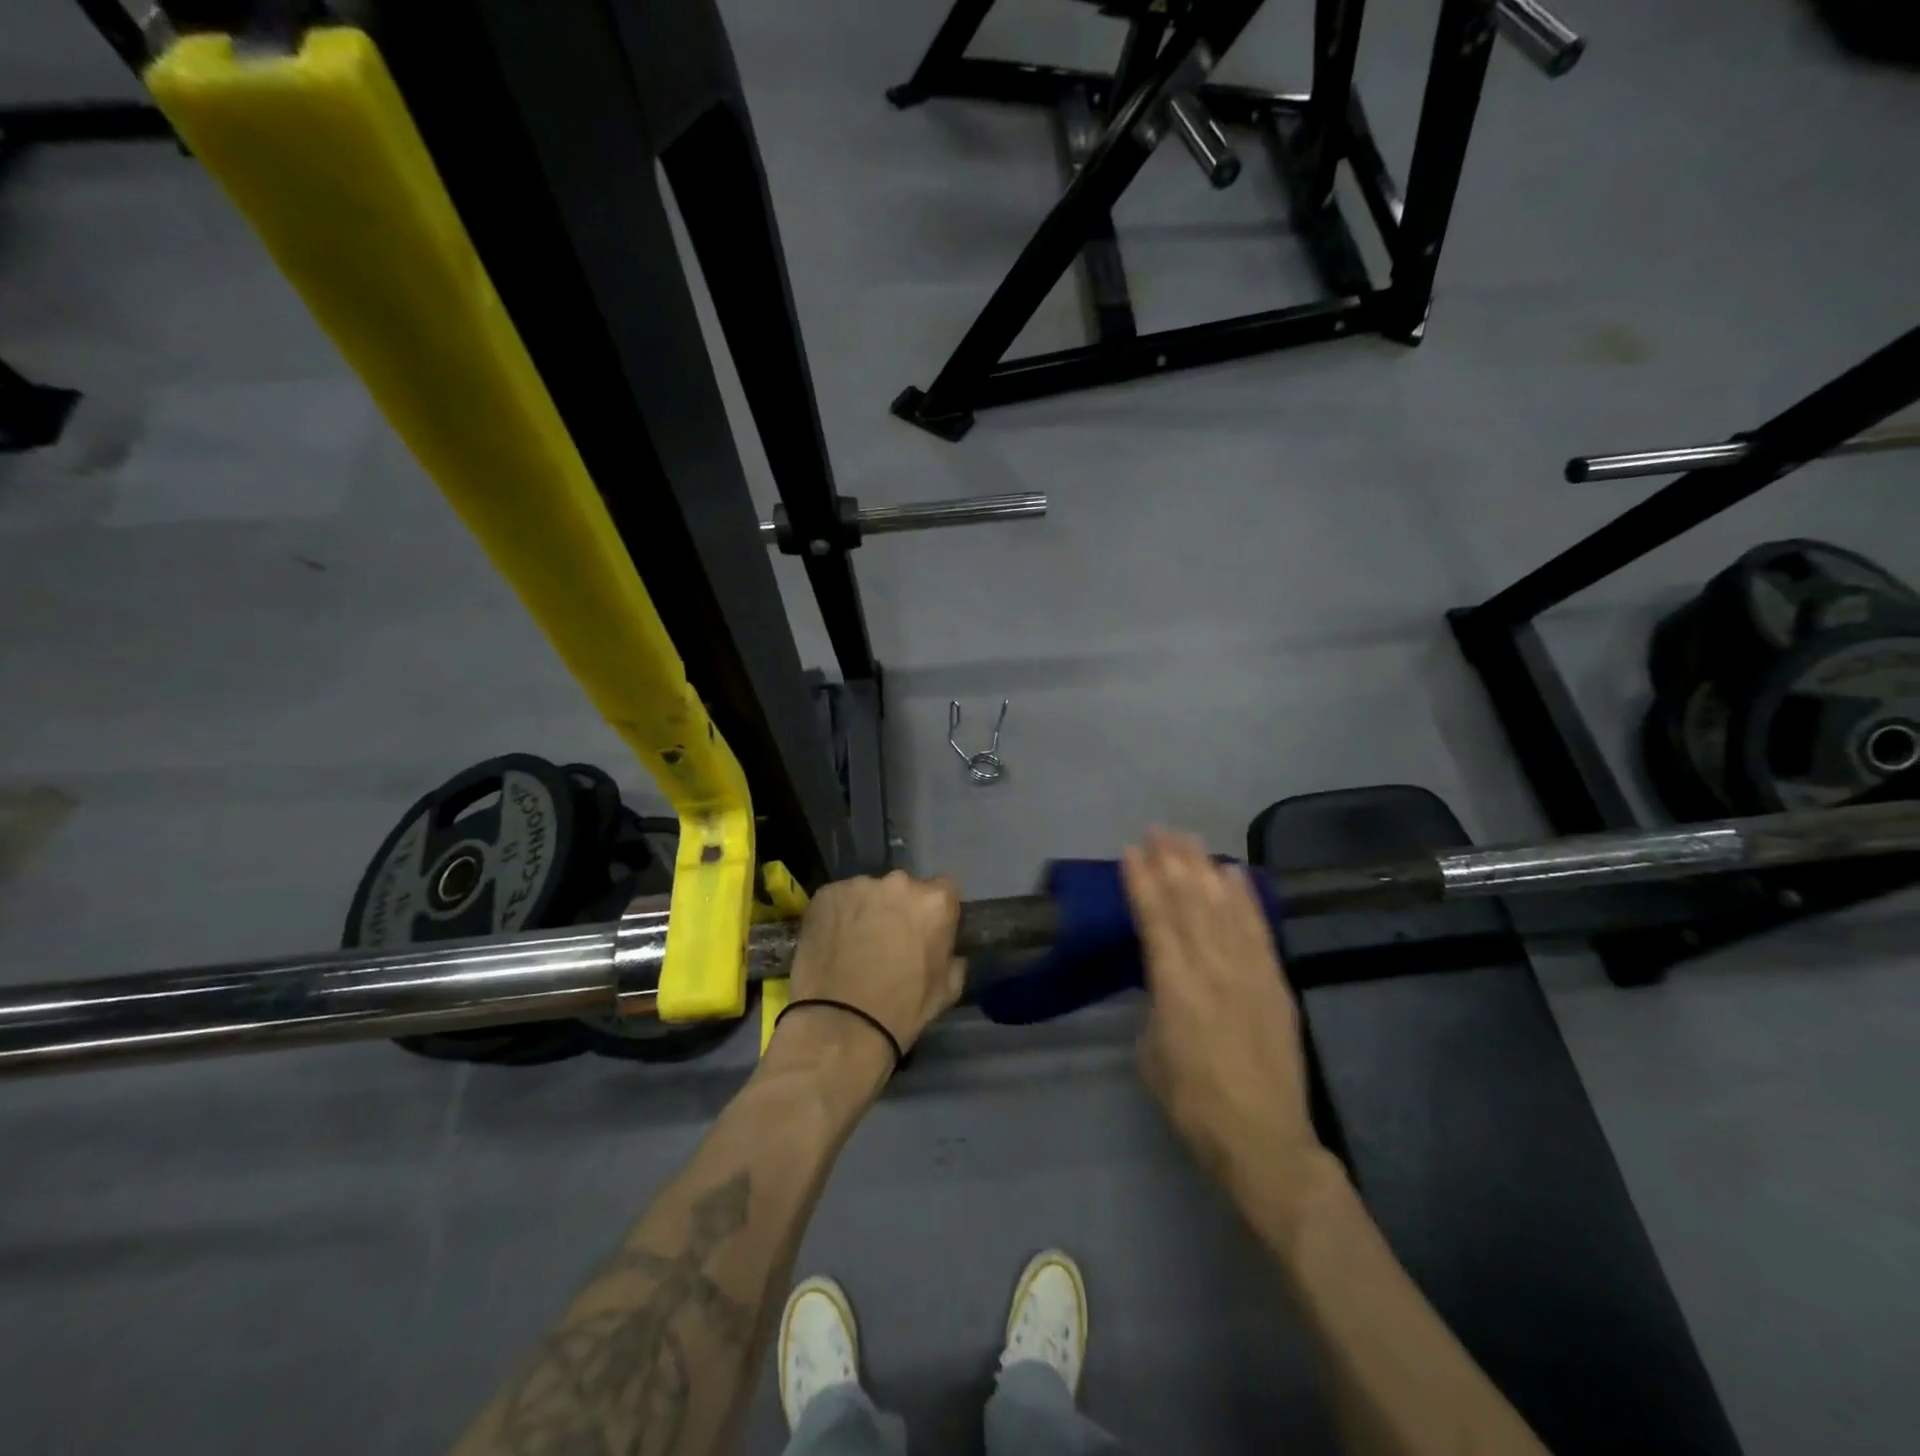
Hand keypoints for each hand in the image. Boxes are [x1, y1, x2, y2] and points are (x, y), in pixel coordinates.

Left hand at [783, 870, 964, 1061]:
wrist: (841, 1024)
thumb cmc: (902, 1010)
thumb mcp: (947, 989)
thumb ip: (953, 959)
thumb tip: (948, 952)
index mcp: (935, 902)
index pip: (944, 890)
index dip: (934, 912)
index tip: (926, 931)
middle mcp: (899, 883)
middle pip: (903, 889)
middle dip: (899, 908)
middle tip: (888, 938)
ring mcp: (859, 886)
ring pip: (868, 893)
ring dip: (866, 911)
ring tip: (854, 943)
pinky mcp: (826, 894)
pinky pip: (837, 900)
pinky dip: (837, 916)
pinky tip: (831, 942)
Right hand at [1123, 830, 1320, 1194]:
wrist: (1263, 1139)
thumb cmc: (1193, 1103)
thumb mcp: (1152, 1053)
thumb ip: (1155, 1004)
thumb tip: (1162, 978)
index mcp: (1174, 988)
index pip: (1155, 920)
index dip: (1142, 882)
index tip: (1131, 850)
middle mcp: (1211, 969)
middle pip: (1189, 902)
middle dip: (1172, 861)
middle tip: (1159, 829)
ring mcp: (1248, 973)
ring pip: (1223, 906)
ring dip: (1204, 868)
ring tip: (1190, 838)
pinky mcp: (1275, 982)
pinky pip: (1258, 929)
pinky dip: (1245, 897)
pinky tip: (1234, 873)